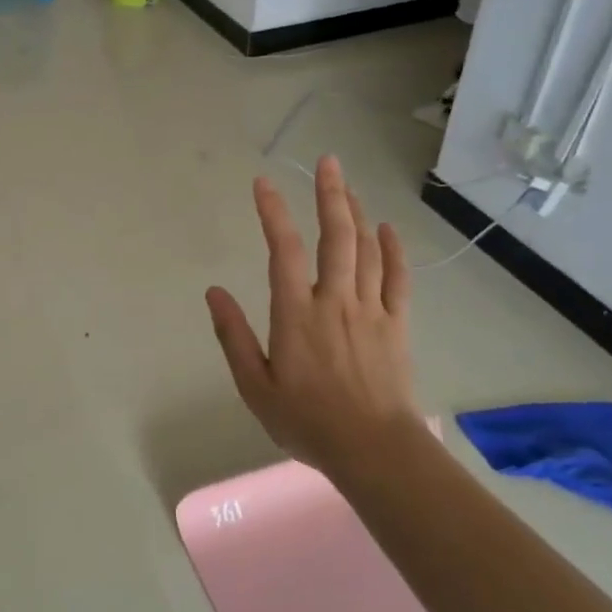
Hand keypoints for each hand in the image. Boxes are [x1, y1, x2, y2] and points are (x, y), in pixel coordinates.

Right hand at [206, 157, 421, 473]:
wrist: (373, 449)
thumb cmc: (307, 421)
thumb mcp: (254, 386)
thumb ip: (233, 336)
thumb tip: (213, 293)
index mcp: (296, 313)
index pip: (282, 250)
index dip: (273, 212)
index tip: (263, 183)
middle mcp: (334, 300)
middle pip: (335, 236)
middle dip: (330, 194)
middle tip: (327, 162)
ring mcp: (370, 310)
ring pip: (367, 249)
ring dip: (357, 213)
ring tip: (348, 186)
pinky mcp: (395, 324)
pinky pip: (398, 278)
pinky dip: (393, 249)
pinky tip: (388, 228)